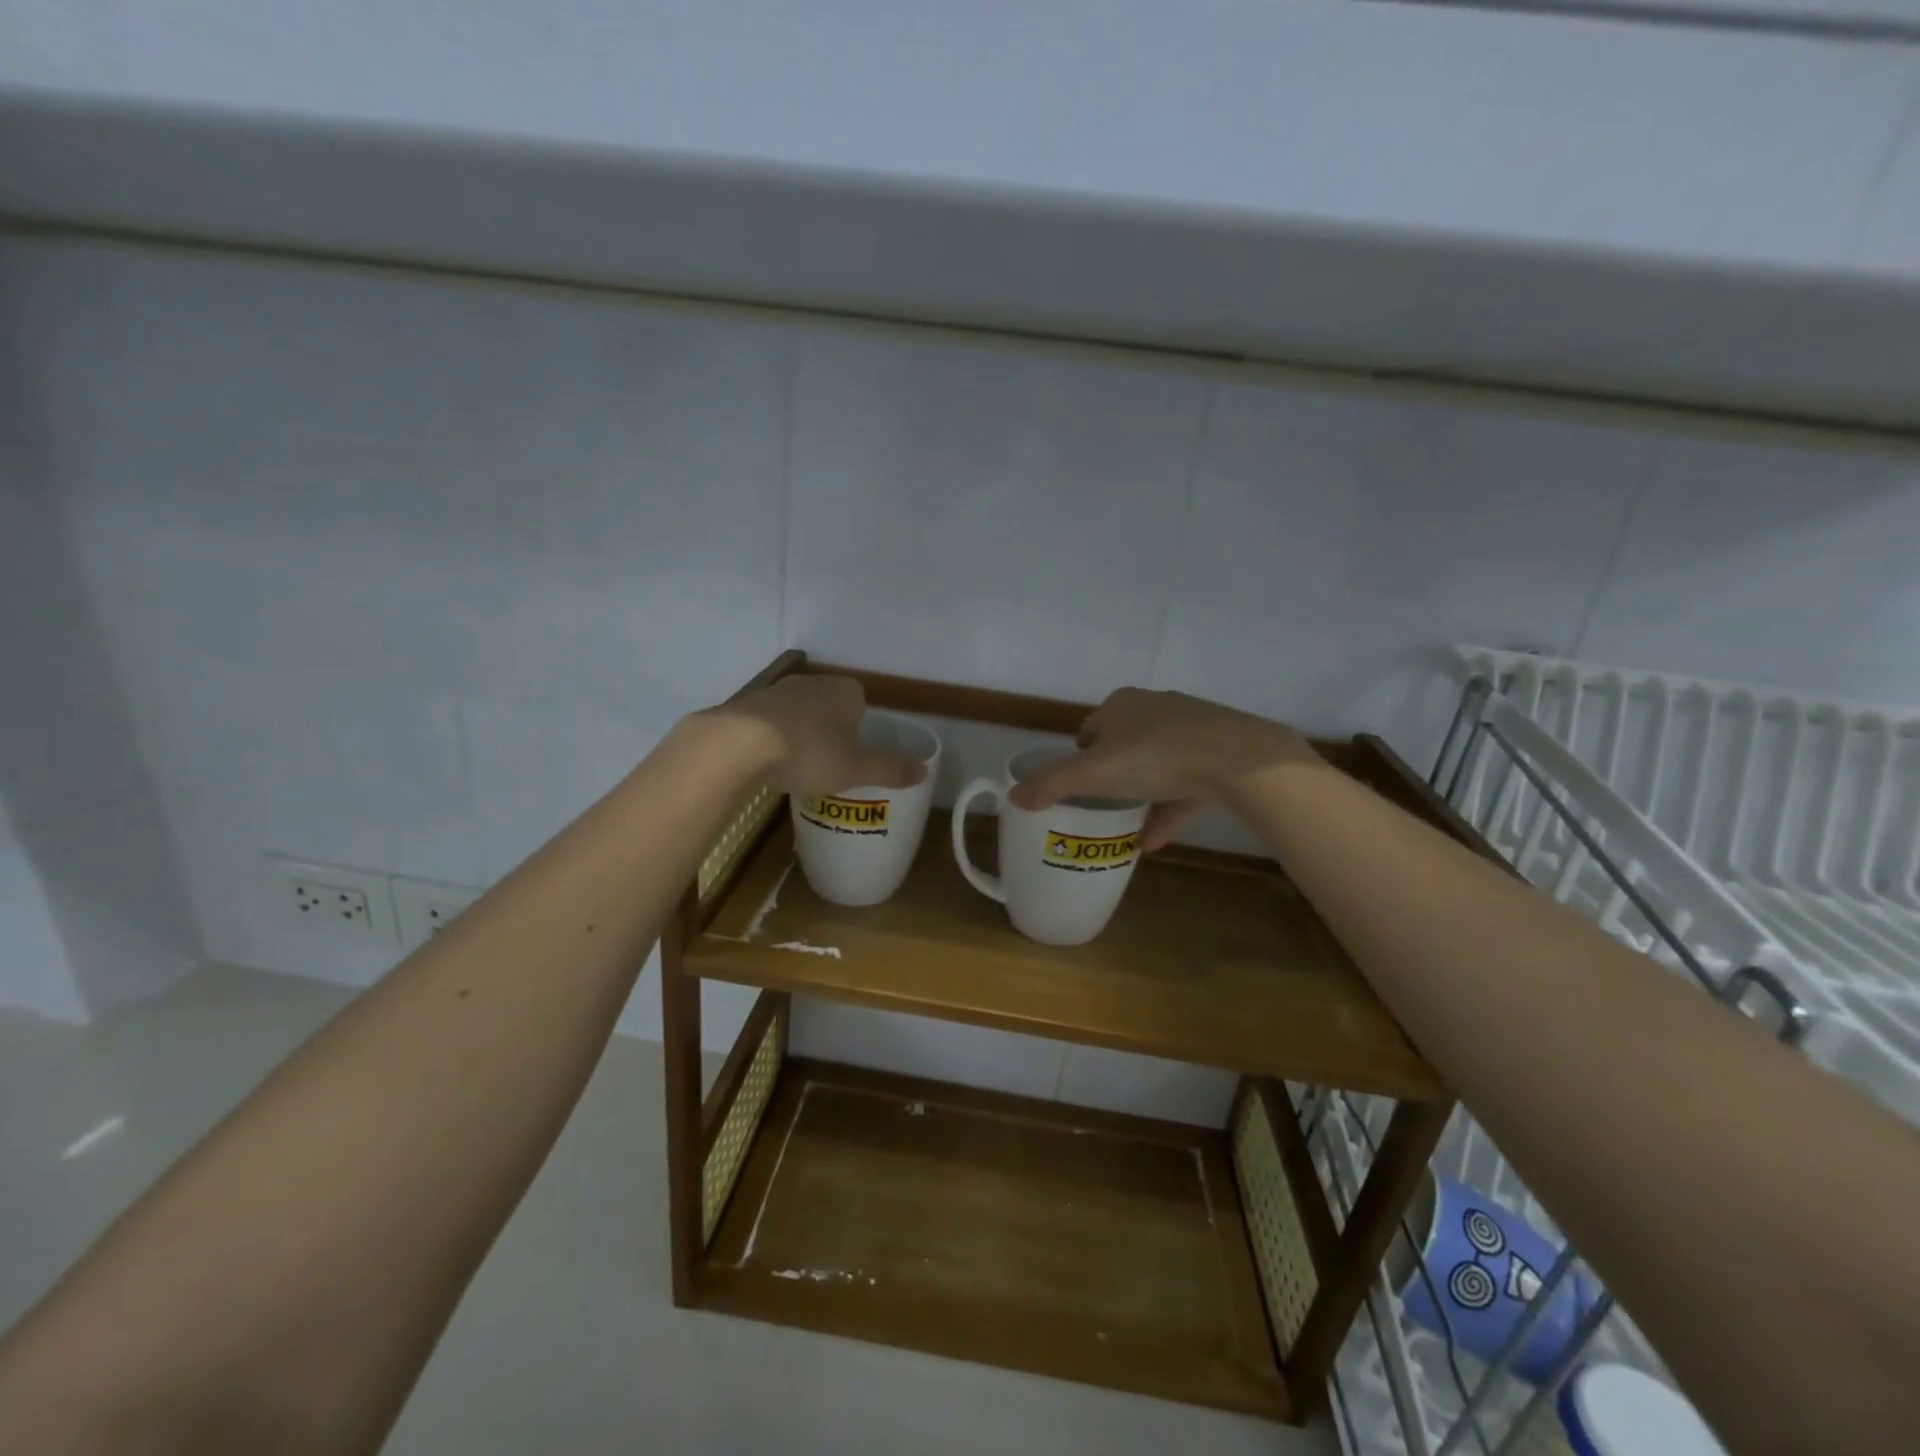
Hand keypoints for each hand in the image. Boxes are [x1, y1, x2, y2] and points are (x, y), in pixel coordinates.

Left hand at [698, 674, 924, 797]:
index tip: (855, 751)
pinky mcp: (746, 705)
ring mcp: (776, 691)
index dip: (860, 725)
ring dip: (799, 732)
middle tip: (830, 762)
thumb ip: (890, 769)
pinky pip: (768, 721)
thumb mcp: (857, 769)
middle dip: (830, 729)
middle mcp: (812, 683)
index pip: (860, 701)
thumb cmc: (810, 753)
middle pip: (828, 705)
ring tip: (798, 765)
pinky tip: (767, 762)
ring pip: (798, 712)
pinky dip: (771, 737)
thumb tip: (925, 771)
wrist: (738, 745)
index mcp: (845, 692)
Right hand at [1008, 687, 1314, 849]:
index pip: (1090, 730)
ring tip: (1129, 830)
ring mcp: (1190, 726)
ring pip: (1156, 764)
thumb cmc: (1155, 758)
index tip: (1079, 790)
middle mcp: (1153, 707)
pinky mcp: (1218, 748)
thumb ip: (1051, 785)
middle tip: (1103, 809)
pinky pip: (1185, 780)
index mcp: (1120, 705)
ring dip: (1142, 795)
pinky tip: (1158, 839)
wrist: (1238, 759)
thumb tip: (1013, 796)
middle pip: (1122, 746)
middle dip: (1112, 777)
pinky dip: (1169, 805)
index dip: (1079, 760)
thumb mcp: (1093, 774)